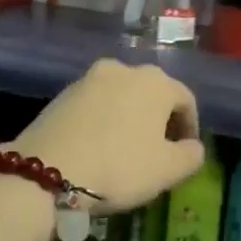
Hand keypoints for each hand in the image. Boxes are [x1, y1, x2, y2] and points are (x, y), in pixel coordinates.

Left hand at [11, 59, 204, 211]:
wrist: (47, 171)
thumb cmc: (119, 167)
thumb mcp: (168, 170)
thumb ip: (191, 155)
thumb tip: (193, 146)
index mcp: (156, 82)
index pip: (186, 100)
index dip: (190, 127)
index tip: (185, 152)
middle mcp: (123, 69)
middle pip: (152, 93)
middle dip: (159, 119)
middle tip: (158, 150)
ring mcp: (89, 78)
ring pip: (121, 97)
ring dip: (129, 118)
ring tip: (126, 149)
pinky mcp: (61, 93)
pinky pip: (95, 105)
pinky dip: (103, 120)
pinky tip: (98, 147)